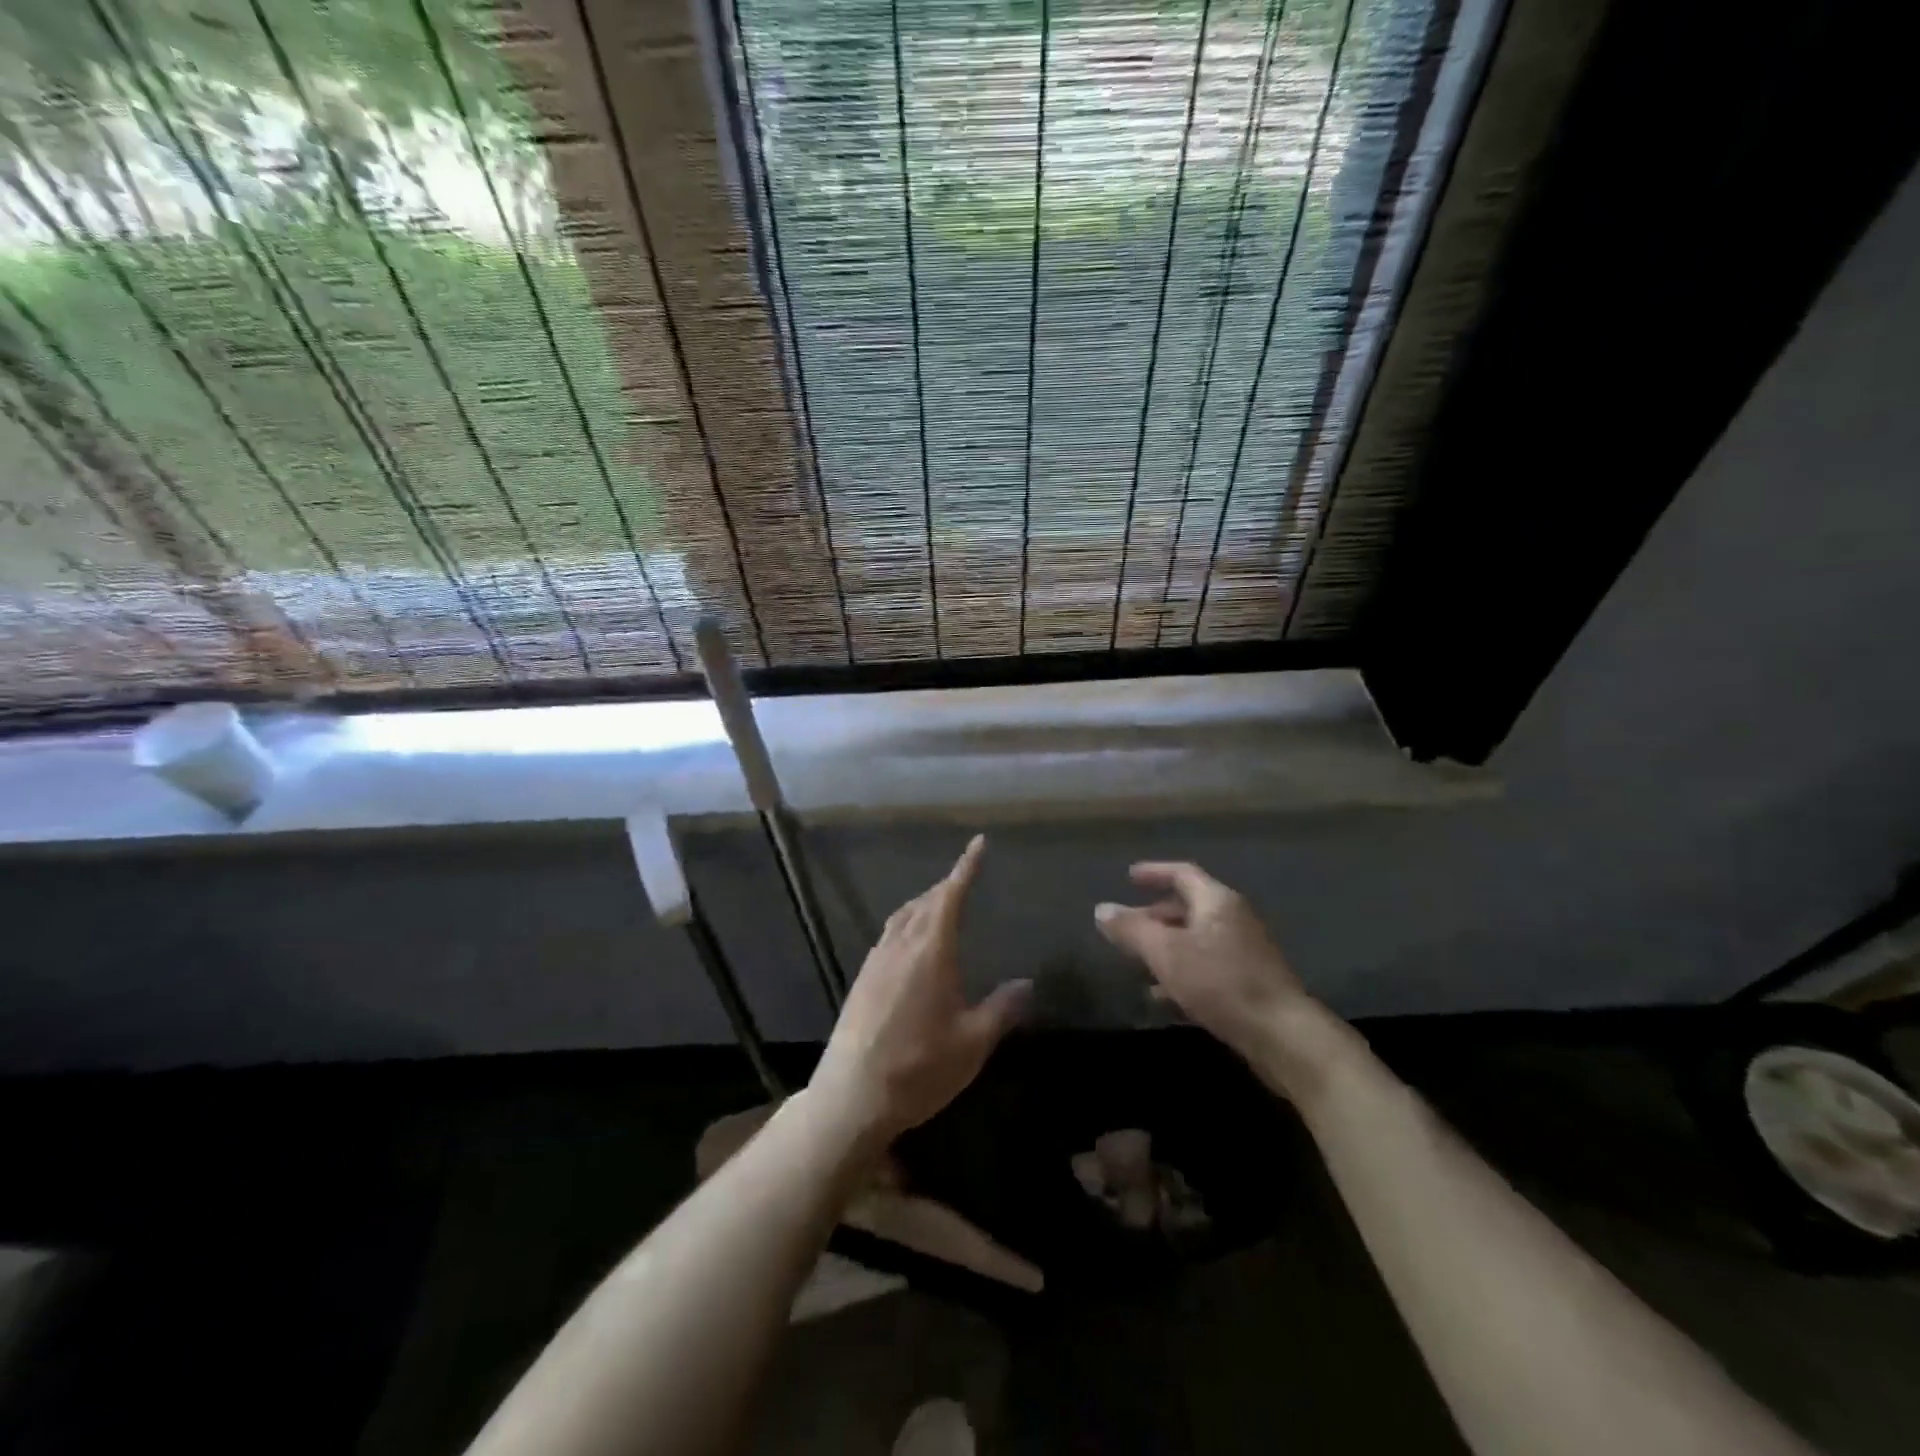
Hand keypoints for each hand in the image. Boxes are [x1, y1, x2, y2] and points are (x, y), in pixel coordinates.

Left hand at [809, 835, 1030, 1143]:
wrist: (850, 1097)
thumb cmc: (918, 1068)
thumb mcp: (972, 1043)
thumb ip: (1001, 1009)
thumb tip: (1026, 983)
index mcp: (930, 951)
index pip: (950, 896)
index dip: (966, 867)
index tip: (978, 844)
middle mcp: (900, 946)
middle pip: (925, 902)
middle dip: (947, 886)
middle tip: (966, 879)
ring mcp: (875, 962)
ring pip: (903, 917)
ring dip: (924, 904)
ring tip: (941, 905)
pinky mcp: (861, 980)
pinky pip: (888, 935)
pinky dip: (907, 924)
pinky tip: (912, 944)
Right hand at [1096, 862, 1348, 1098]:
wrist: (1282, 1035)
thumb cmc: (1220, 982)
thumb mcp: (1165, 953)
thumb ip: (1131, 930)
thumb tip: (1101, 909)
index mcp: (1217, 902)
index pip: (1183, 874)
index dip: (1155, 873)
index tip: (1129, 877)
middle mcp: (1234, 919)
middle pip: (1189, 908)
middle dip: (1155, 916)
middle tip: (1128, 928)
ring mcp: (1245, 952)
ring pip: (1197, 941)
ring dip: (1167, 949)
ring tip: (1138, 965)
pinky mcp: (1250, 983)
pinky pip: (1208, 967)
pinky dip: (1183, 974)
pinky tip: (1163, 998)